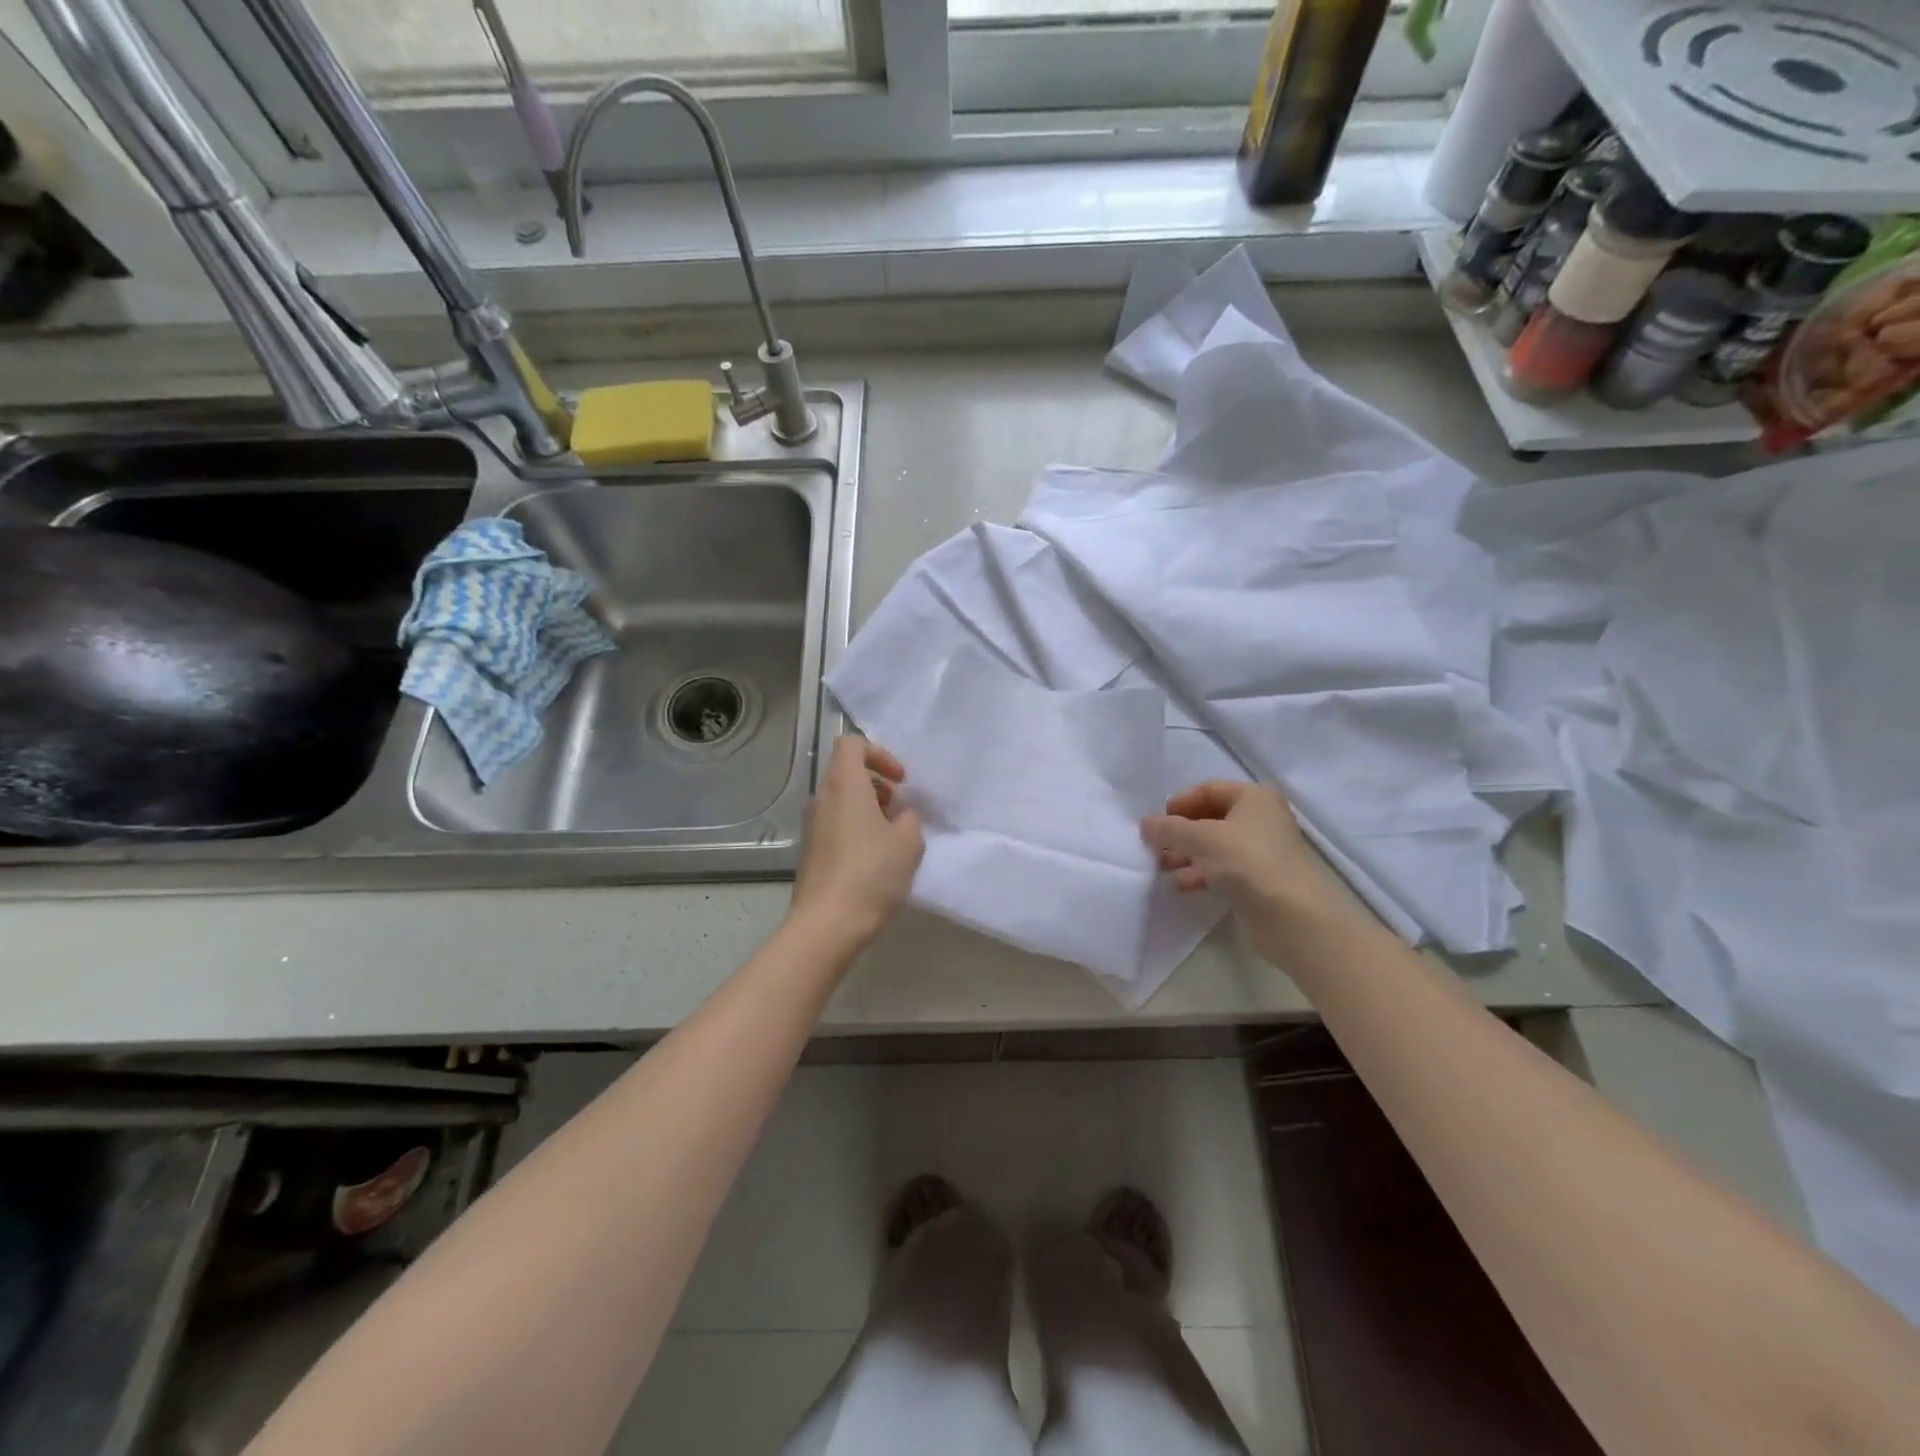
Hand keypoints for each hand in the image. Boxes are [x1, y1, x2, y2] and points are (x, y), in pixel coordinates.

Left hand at [790, 736, 924, 947]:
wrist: (829, 923)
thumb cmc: (872, 873)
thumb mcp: (909, 841)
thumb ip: (909, 818)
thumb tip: (899, 816)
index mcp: (844, 785)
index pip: (852, 744)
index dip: (879, 754)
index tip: (900, 780)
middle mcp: (822, 798)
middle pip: (847, 773)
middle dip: (878, 785)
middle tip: (900, 810)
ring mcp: (812, 826)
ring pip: (842, 801)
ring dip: (869, 809)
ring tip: (893, 838)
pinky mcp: (811, 852)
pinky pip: (836, 825)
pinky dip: (856, 830)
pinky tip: (876, 860)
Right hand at [1141, 780, 1357, 960]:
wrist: (1291, 916)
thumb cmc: (1247, 862)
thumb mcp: (1201, 839)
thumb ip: (1169, 828)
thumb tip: (1145, 824)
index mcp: (1254, 797)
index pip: (1208, 789)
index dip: (1180, 803)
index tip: (1157, 822)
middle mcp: (1260, 819)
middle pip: (1209, 818)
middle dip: (1180, 832)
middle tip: (1154, 847)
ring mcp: (1260, 851)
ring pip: (1213, 845)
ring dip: (1186, 855)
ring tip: (1162, 868)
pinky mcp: (1257, 880)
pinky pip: (1222, 869)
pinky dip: (1200, 873)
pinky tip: (1181, 885)